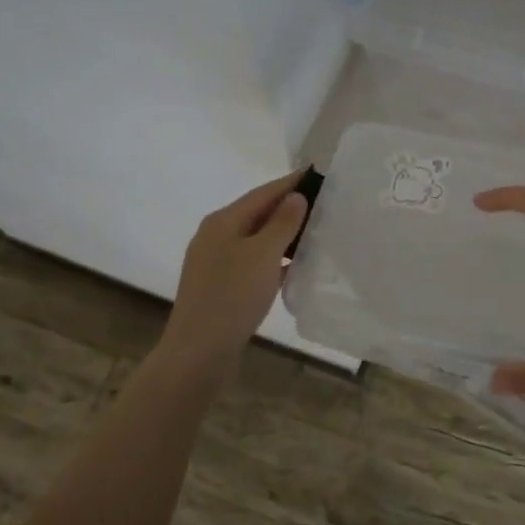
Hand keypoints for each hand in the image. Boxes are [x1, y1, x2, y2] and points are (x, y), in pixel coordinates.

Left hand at [160, 168, 309, 364]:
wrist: (198, 351)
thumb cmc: (232, 297)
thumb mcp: (263, 254)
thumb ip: (282, 222)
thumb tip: (295, 196)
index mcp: (223, 221)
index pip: (264, 192)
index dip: (292, 182)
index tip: (320, 173)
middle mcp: (216, 235)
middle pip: (258, 213)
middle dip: (290, 208)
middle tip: (325, 205)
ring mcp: (215, 261)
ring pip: (256, 239)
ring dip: (284, 235)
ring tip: (316, 234)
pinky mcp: (220, 285)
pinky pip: (252, 261)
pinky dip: (274, 259)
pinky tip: (294, 267)